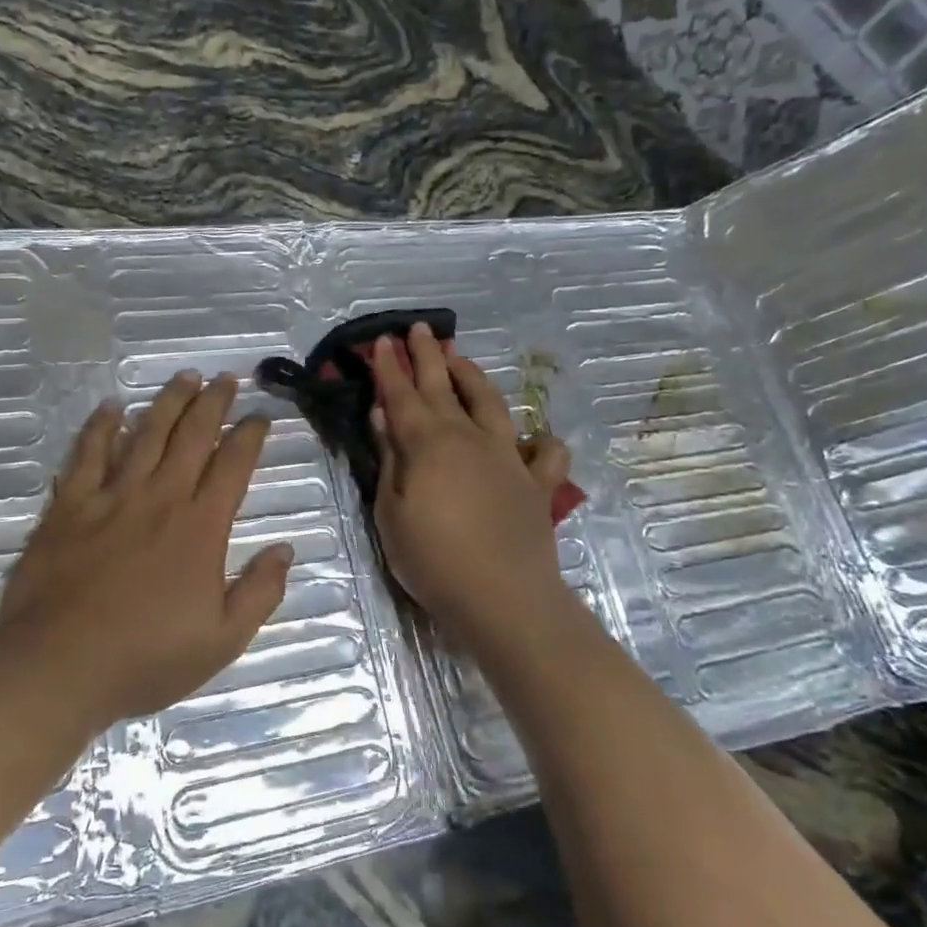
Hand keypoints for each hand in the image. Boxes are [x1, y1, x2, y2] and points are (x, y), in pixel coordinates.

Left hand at [0, 372, 293, 732]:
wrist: (58, 667)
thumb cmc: (146, 658)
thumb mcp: (223, 640)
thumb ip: (260, 592)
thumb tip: (285, 550)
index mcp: (200, 527)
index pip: (233, 465)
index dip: (250, 435)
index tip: (261, 416)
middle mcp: (160, 498)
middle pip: (192, 435)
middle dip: (213, 402)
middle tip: (226, 378)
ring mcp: (111, 497)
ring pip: (145, 434)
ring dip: (168, 402)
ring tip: (184, 377)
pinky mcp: (69, 506)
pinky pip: (87, 454)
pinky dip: (101, 427)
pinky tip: (111, 408)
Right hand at [369, 323, 574, 653]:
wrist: (503, 597)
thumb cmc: (433, 560)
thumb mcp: (391, 513)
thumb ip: (390, 458)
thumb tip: (385, 414)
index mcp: (428, 444)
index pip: (402, 395)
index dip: (389, 368)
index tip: (382, 341)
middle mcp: (468, 438)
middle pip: (443, 387)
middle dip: (427, 356)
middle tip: (418, 330)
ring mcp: (508, 458)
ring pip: (490, 404)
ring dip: (473, 377)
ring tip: (461, 358)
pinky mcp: (536, 484)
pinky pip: (545, 454)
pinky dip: (541, 442)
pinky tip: (536, 438)